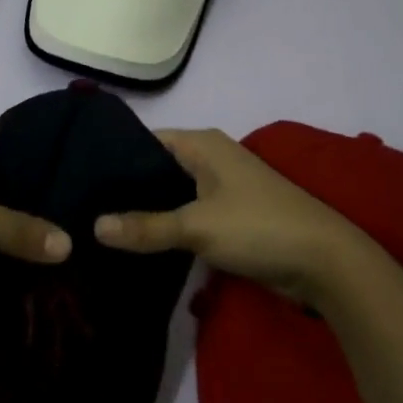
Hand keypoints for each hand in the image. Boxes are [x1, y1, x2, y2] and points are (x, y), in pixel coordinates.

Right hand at [94, 128, 366, 302]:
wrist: (324, 261)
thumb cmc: (258, 226)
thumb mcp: (198, 226)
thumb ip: (146, 227)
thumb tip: (94, 226)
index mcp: (202, 143)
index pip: (145, 141)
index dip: (114, 158)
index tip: (78, 179)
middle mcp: (209, 157)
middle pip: (157, 168)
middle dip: (126, 189)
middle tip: (81, 210)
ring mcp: (221, 187)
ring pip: (172, 194)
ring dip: (147, 211)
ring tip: (100, 230)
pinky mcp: (229, 215)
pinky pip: (187, 214)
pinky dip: (167, 227)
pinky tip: (139, 245)